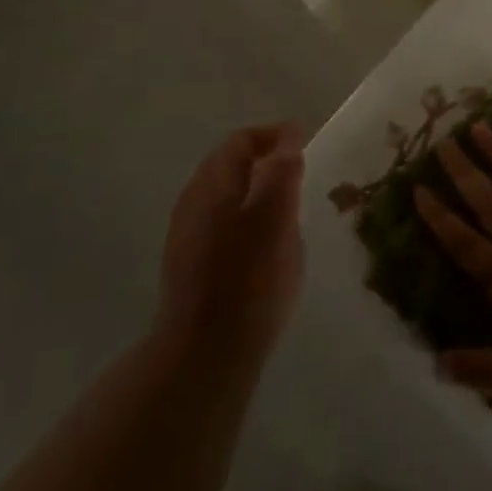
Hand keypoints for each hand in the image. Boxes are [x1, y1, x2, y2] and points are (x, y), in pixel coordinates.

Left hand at [157, 124, 304, 362]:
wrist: (203, 354)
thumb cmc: (248, 278)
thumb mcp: (276, 216)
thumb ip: (282, 172)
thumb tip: (287, 138)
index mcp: (212, 182)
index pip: (241, 140)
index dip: (274, 135)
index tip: (304, 140)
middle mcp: (193, 201)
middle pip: (229, 166)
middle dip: (264, 161)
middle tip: (298, 172)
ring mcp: (187, 236)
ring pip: (226, 197)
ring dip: (256, 192)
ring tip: (288, 208)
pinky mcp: (190, 267)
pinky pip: (222, 225)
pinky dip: (247, 219)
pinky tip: (265, 245)